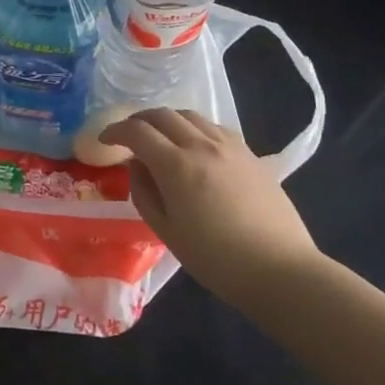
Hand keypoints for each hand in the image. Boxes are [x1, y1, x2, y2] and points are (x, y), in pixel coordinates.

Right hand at [99, 108, 324, 304]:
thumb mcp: (166, 231)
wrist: (280, 270)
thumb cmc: (215, 259)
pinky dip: (194, 128)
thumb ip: (144, 192)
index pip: (137, 132)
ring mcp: (230, 146)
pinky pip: (214, 127)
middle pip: (163, 114)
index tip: (104, 140)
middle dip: (139, 120)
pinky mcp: (250, 154)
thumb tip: (136, 166)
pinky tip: (194, 146)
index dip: (115, 131)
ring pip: (190, 115)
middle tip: (128, 135)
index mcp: (176, 165)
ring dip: (167, 120)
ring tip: (160, 137)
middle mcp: (201, 145)